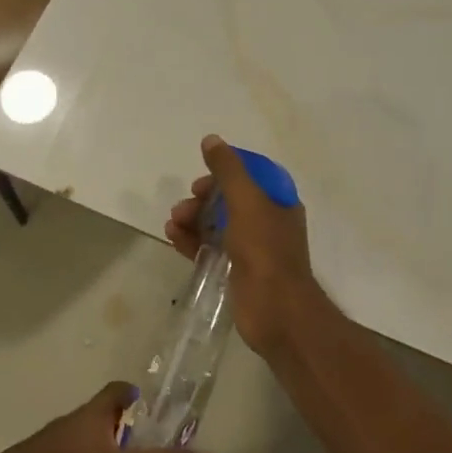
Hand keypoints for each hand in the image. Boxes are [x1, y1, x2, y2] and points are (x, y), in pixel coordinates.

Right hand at [165, 135, 322, 355]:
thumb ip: (228, 170)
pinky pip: (210, 248)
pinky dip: (192, 241)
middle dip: (203, 198)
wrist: (277, 312)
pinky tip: (173, 238)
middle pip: (230, 200)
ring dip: (193, 219)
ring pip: (217, 224)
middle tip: (185, 205)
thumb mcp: (247, 202)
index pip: (250, 176)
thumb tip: (211, 140)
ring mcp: (252, 249)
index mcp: (278, 202)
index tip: (203, 177)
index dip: (225, 172)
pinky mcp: (237, 271)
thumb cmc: (265, 251)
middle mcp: (267, 222)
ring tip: (173, 223)